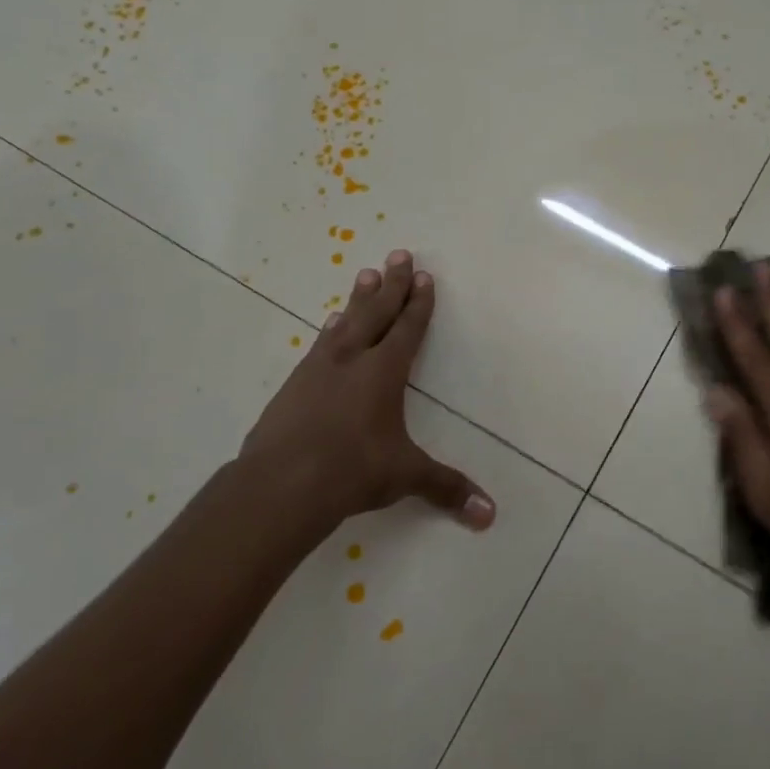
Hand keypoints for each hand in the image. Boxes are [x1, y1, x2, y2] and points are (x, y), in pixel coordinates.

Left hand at [236, 250, 494, 539]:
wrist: (280, 484)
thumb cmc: (352, 471)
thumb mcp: (405, 476)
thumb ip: (446, 488)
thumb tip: (489, 515)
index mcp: (383, 372)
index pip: (408, 329)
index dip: (418, 303)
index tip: (424, 276)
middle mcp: (352, 360)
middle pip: (377, 312)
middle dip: (391, 284)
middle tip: (398, 253)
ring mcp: (318, 369)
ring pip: (345, 322)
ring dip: (359, 299)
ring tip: (365, 275)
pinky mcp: (293, 385)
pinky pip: (319, 345)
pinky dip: (330, 330)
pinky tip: (329, 326)